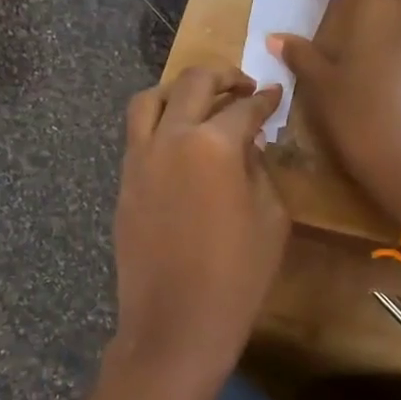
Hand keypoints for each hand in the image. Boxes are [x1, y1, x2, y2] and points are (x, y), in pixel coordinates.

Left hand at [109, 67, 288, 380]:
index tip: (275, 94)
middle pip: (194, 83)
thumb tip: (249, 144)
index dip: (265, 99)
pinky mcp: (125, 180)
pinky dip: (159, 120)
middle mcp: (171, 137)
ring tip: (202, 102)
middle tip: (243, 87)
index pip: (244, 107)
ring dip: (180, 90)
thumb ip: (260, 169)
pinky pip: (137, 133)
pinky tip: (179, 139)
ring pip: (152, 99)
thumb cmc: (238, 276)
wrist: (177, 322)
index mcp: (214, 144)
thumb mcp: (271, 218)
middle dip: (224, 77)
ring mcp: (140, 157)